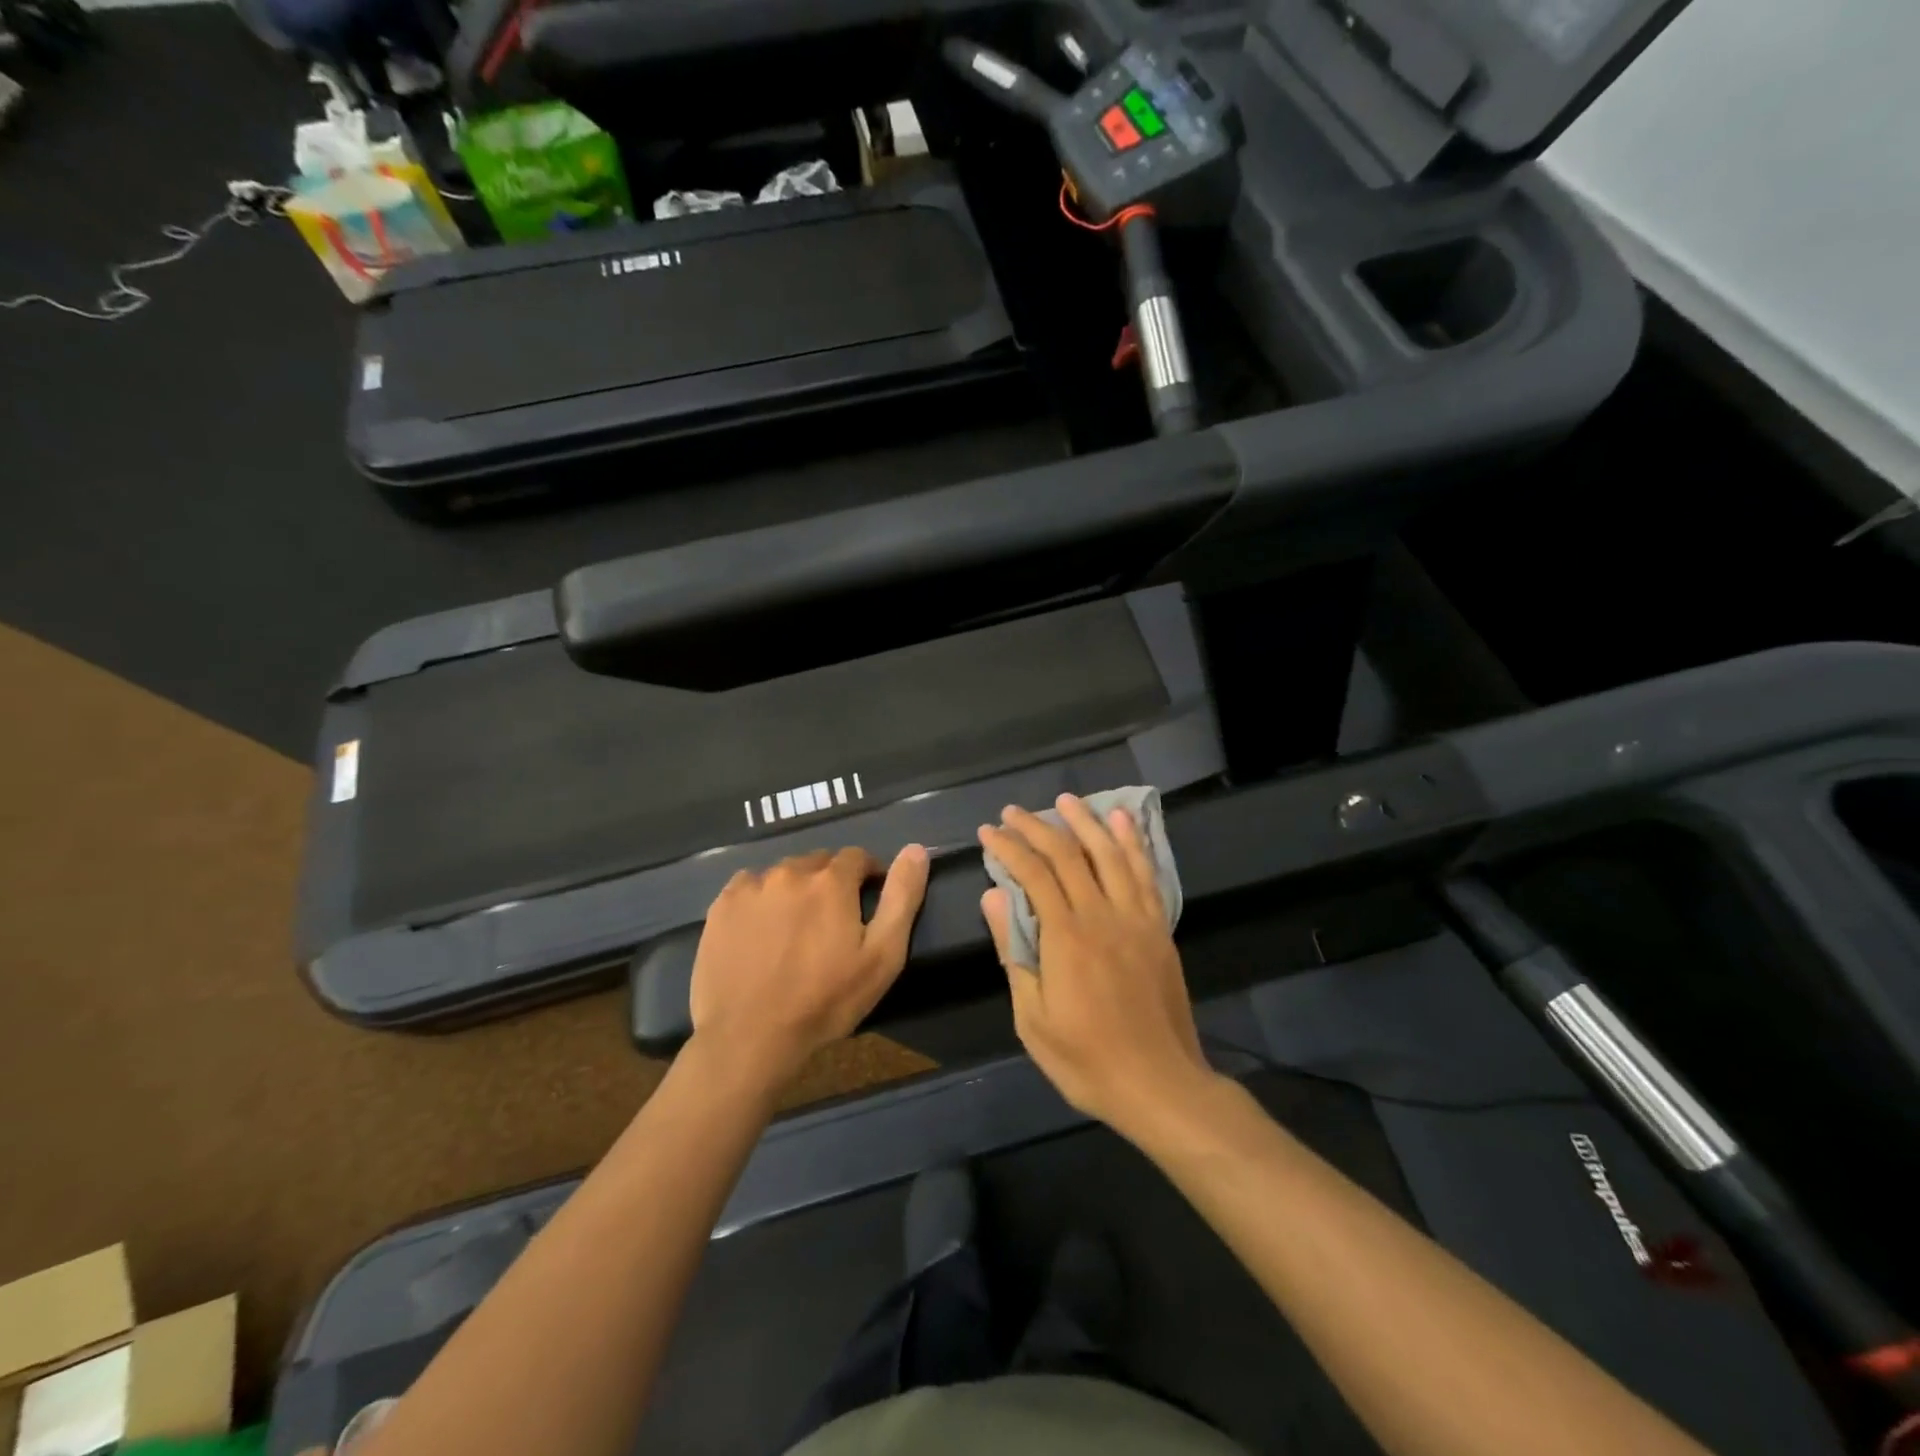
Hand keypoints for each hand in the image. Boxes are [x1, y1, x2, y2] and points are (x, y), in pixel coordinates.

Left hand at [690, 845, 929, 1089]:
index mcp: (831, 881)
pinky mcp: (721, 907)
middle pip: (818, 862)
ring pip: (783, 874)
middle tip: (832, 919)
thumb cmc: (825, 1000)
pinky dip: (760, 899)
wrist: (750, 1038)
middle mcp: (790, 872)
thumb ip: (902, 897)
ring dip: (795, 889)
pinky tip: (761, 929)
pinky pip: (748, 887)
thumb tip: (916, 849)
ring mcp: (751, 888)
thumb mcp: (882, 955)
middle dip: (830, 881)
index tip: (869, 898)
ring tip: (795, 927)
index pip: (857, 857)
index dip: (867, 874)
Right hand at [979, 795, 1215, 1139]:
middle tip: (1013, 812)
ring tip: (1066, 800)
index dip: (1009, 847)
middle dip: (1037, 827)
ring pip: (1109, 854)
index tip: (989, 831)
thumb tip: (993, 897)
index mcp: (1066, 937)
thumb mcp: (1032, 1018)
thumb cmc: (1086, 1060)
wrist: (1160, 1085)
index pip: (1033, 874)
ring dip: (1086, 822)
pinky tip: (1123, 822)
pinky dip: (1133, 843)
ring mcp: (1136, 918)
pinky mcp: (1159, 928)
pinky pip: (1145, 874)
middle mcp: (1102, 915)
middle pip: (1068, 855)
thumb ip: (1014, 952)